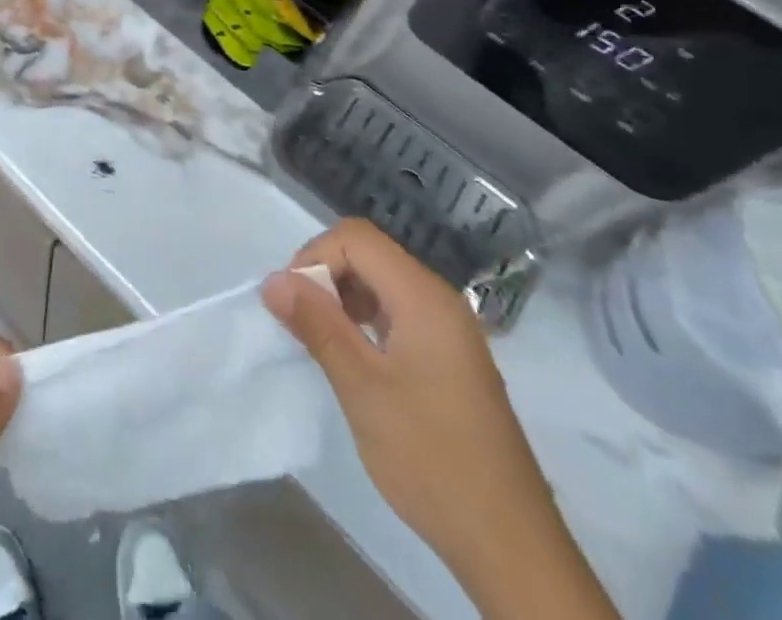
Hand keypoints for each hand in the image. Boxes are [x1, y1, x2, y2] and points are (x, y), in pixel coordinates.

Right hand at [262, 220, 616, 619]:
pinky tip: (355, 360)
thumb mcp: (362, 388)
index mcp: (423, 296)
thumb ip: (317, 325)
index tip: (292, 302)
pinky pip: (398, 311)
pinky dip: (366, 320)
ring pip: (382, 281)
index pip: (356, 237)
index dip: (315, 256)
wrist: (509, 544)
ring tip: (323, 342)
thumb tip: (272, 279)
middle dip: (326, 274)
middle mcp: (439, 299)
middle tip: (302, 323)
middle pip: (369, 253)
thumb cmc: (431, 457)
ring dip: (343, 297)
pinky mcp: (450, 356)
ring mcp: (449, 328)